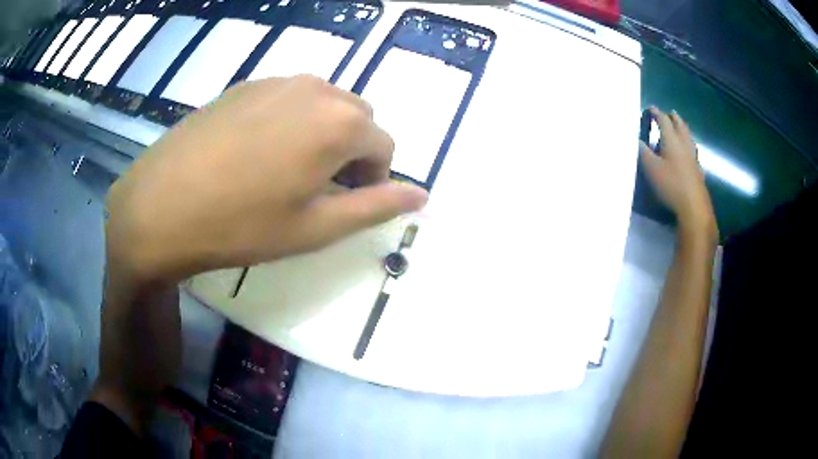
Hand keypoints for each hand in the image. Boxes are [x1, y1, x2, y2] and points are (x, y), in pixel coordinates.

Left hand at [91, 76, 427, 434]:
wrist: (160, 206)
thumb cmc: (241, 225)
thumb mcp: (315, 227)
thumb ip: (376, 206)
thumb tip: (421, 194)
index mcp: (339, 121)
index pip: (384, 145)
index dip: (373, 178)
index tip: (343, 204)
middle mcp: (314, 87)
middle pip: (356, 118)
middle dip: (350, 152)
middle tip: (315, 190)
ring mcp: (275, 80)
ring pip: (322, 104)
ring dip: (320, 134)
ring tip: (283, 171)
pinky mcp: (245, 85)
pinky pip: (287, 99)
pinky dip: (289, 122)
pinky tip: (254, 153)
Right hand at [639, 107, 716, 240]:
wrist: (693, 207)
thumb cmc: (671, 184)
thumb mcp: (652, 168)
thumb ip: (643, 152)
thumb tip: (636, 139)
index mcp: (672, 140)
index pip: (664, 121)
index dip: (657, 113)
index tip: (651, 108)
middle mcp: (684, 145)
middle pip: (680, 126)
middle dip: (674, 118)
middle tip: (670, 113)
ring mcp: (693, 157)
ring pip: (688, 137)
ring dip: (683, 129)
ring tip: (680, 127)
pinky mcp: (697, 170)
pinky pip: (693, 150)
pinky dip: (689, 145)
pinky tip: (688, 151)